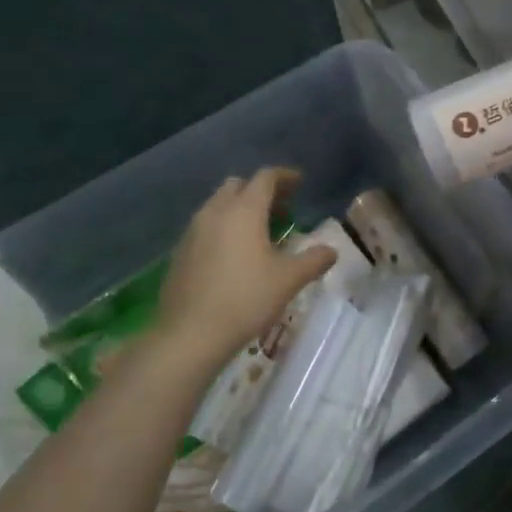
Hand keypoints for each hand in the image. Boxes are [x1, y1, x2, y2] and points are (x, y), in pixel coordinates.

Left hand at [155, 168, 336, 362]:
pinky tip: (233, 254)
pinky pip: (205, 226)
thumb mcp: (289, 280)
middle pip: (238, 186)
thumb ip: (314, 260)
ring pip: (218, 205)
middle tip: (281, 208)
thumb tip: (331, 250)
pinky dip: (222, 228)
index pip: (265, 178)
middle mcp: (215, 212)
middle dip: (260, 190)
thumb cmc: (246, 299)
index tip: (299, 183)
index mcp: (244, 211)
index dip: (284, 176)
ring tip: (258, 232)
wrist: (190, 334)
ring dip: (239, 208)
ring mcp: (193, 231)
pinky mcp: (180, 252)